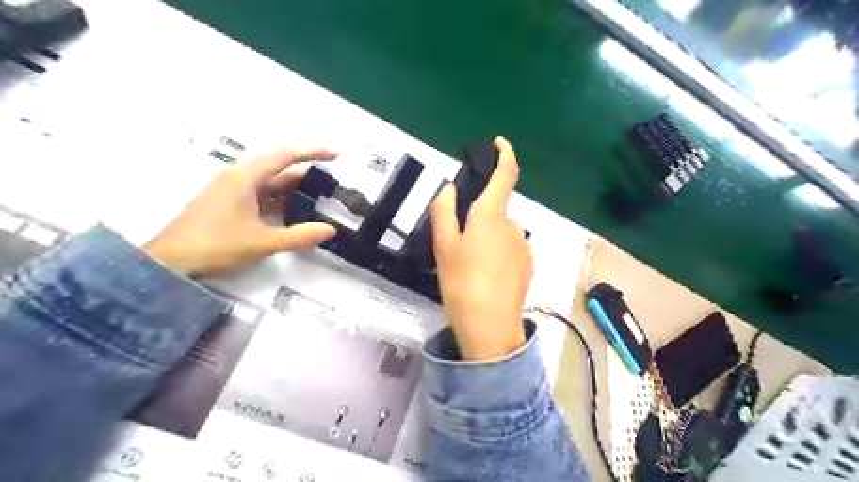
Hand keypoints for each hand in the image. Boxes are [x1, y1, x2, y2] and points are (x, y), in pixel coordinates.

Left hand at [144, 149, 336, 276]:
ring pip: (269, 183)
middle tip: (330, 186)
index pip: (285, 156)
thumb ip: (300, 236)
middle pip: (278, 169)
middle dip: (305, 175)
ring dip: (293, 189)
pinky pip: (260, 195)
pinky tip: (291, 213)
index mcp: (245, 178)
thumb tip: (330, 230)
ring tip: (317, 200)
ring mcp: (230, 191)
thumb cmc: (216, 245)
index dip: (312, 153)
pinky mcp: (227, 204)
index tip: (336, 155)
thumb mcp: (263, 242)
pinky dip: (279, 200)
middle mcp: (238, 178)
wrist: (170, 262)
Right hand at [433, 137, 534, 358]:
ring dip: (487, 239)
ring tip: (471, 267)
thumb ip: (444, 211)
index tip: (499, 143)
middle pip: (496, 211)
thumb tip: (450, 190)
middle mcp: (513, 226)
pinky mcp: (529, 266)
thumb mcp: (443, 246)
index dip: (505, 154)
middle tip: (459, 245)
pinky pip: (511, 250)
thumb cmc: (461, 282)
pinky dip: (498, 255)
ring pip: (501, 232)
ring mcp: (524, 247)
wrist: (489, 327)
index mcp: (492, 216)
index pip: (506, 175)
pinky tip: (486, 277)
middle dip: (479, 219)